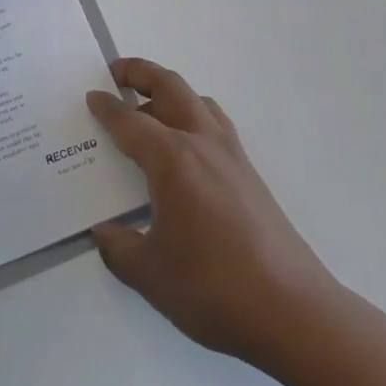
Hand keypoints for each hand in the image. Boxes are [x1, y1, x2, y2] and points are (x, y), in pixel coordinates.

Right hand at [89, 59, 343, 370]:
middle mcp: (202, 143)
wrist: (294, 313)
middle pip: (169, 87)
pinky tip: (185, 151)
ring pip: (198, 101)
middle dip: (140, 72)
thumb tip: (103, 233)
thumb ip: (118, 248)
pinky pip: (216, 125)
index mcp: (172, 159)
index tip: (91, 97)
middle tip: (115, 74)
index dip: (106, 108)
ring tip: (149, 109)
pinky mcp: (251, 175)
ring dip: (169, 93)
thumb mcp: (150, 274)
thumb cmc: (214, 288)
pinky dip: (193, 116)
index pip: (130, 121)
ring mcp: (232, 156)